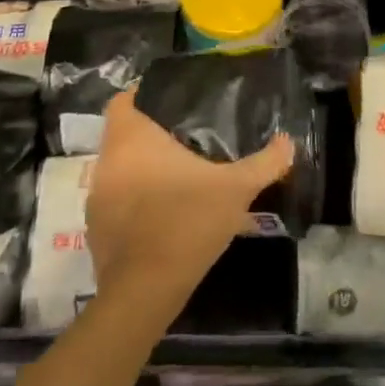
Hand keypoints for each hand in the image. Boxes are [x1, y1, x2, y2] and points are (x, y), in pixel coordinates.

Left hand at [85, 91, 293, 322]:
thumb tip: (288, 142)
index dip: (143, 95)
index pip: (123, 100)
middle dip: (150, 134)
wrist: (145, 290)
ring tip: (177, 174)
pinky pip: (116, 201)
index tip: (170, 101)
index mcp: (132, 138)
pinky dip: (134, 202)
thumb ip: (263, 163)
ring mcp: (98, 197)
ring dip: (142, 169)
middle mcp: (107, 161)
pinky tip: (163, 213)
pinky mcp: (96, 229)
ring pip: (119, 169)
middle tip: (185, 136)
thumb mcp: (235, 190)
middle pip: (123, 134)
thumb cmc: (186, 222)